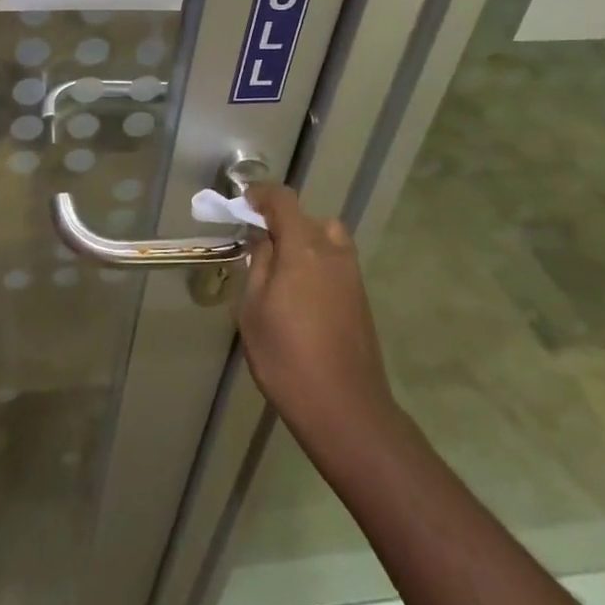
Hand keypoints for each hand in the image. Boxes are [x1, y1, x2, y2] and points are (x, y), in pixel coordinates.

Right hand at [238, 185, 398, 449]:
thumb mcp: (253, 309)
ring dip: (304, 243)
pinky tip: (301, 298)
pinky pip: (336, 264)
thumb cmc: (286, 357)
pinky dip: (317, 265)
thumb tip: (263, 239)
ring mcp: (352, 276)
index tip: (242, 204)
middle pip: (309, 218)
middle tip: (260, 246)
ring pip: (328, 240)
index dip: (261, 195)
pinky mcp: (361, 299)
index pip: (283, 200)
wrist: (345, 409)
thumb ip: (258, 264)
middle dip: (283, 222)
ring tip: (282, 272)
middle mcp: (333, 252)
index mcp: (303, 247)